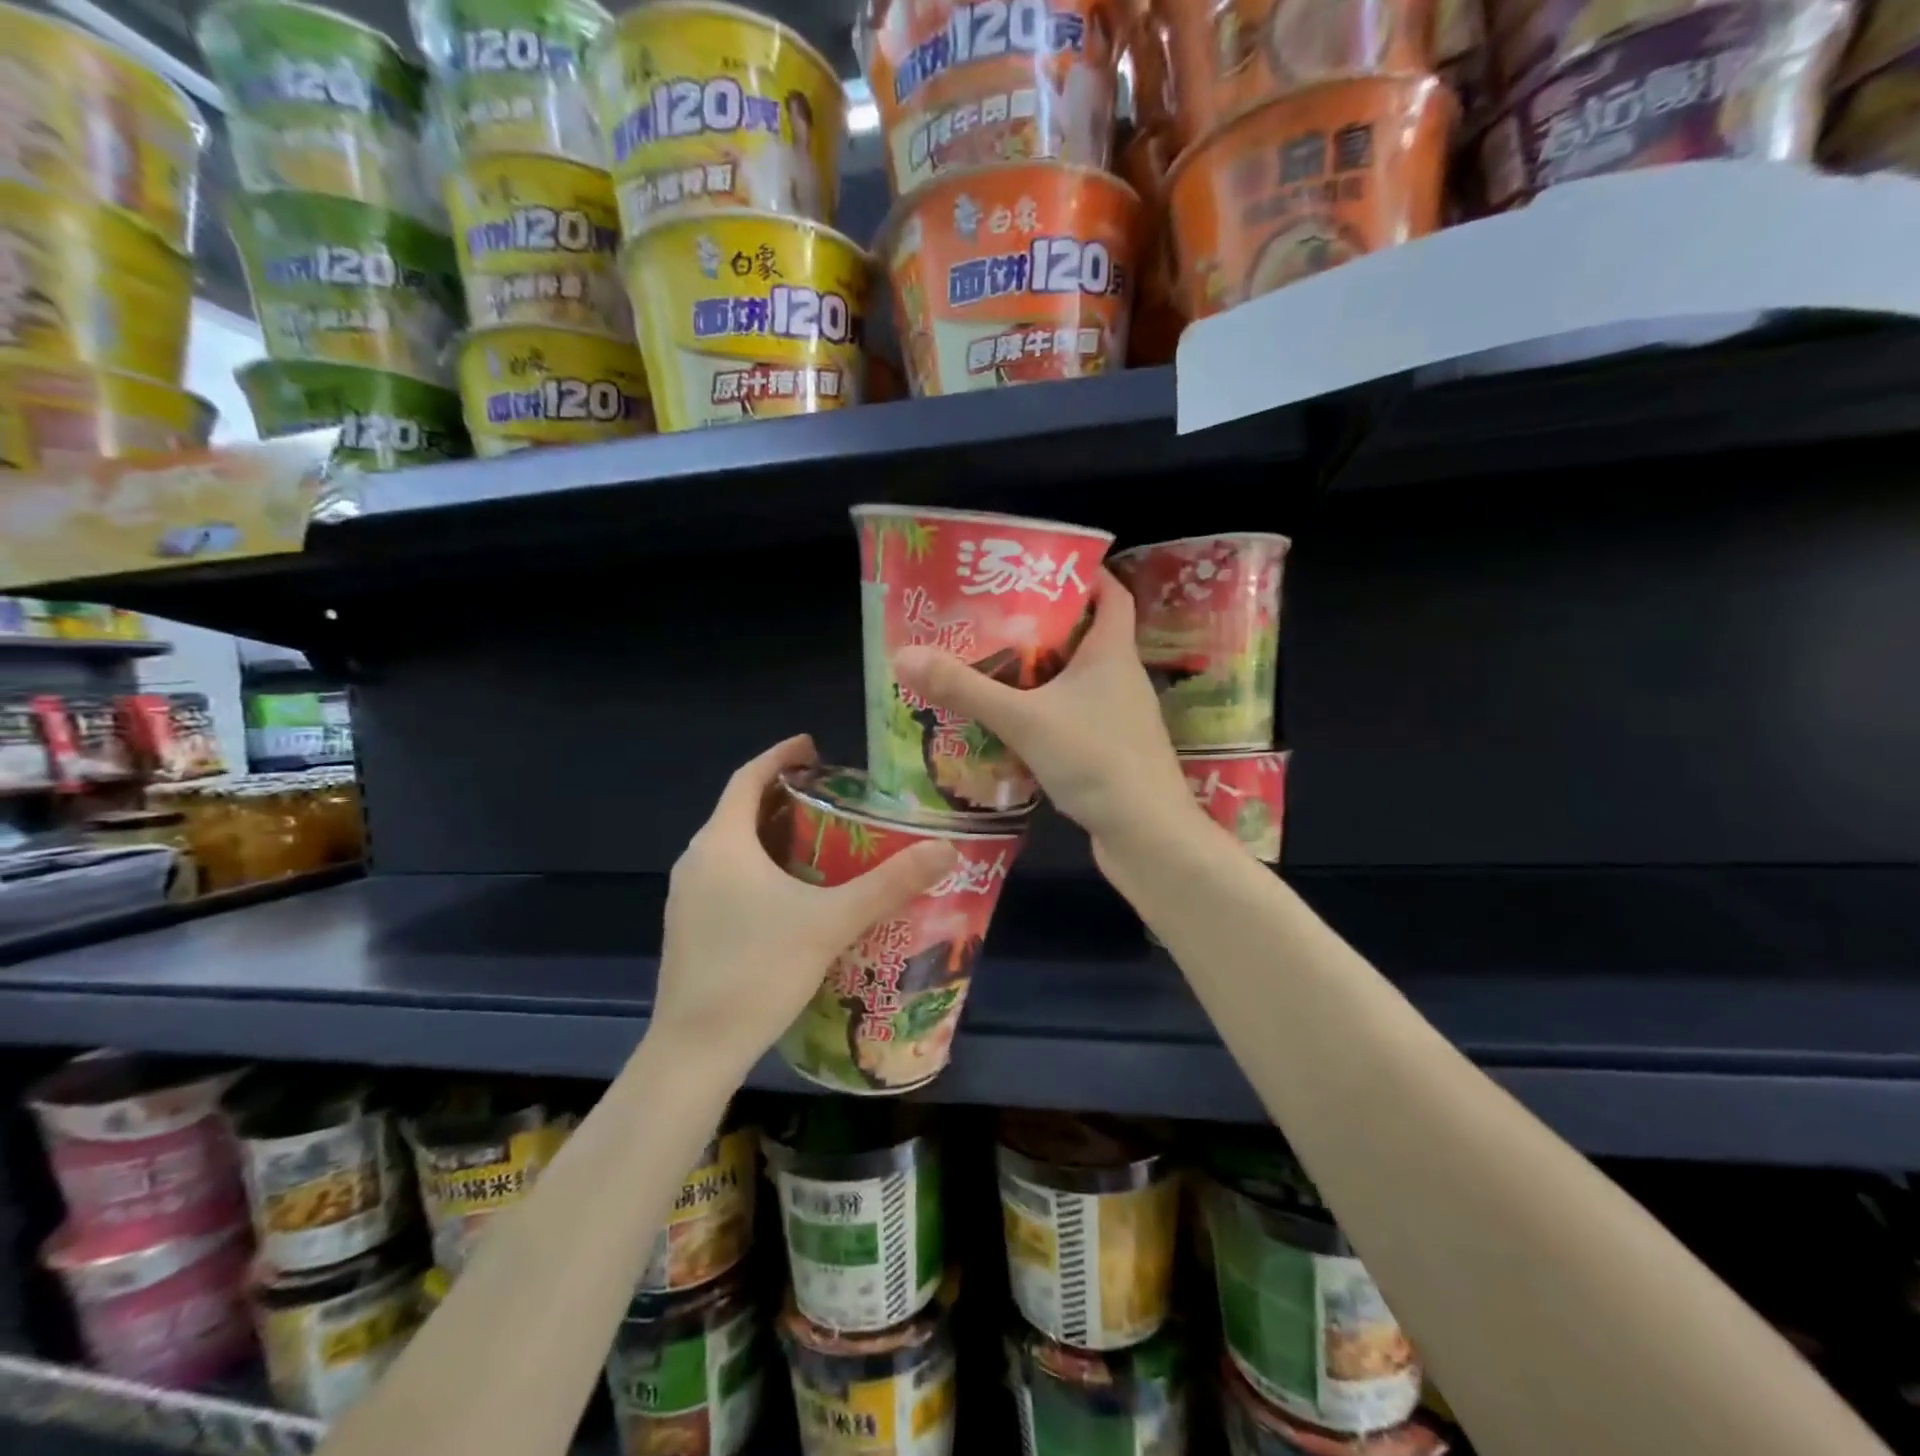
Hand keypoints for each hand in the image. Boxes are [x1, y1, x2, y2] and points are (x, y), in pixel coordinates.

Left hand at [650, 735, 957, 1082]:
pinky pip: (727, 877)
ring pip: (734, 847)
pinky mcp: (690, 927)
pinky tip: (794, 894)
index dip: (780, 755)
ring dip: (773, 834)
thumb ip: (889, 884)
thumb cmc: (758, 971)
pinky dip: (759, 867)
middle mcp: (697, 860)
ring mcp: (687, 897)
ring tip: (822, 839)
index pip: (748, 777)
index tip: (814, 746)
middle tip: (833, 795)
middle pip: (741, 810)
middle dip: (784, 796)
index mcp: (722, 843)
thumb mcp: (831, 922)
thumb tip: (946, 848)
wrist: (695, 1051)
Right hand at [893, 571, 1197, 858]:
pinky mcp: (1110, 750)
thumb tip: (904, 655)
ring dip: (1040, 672)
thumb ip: (966, 689)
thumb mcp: (1023, 719)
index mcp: (1113, 653)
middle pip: (1086, 634)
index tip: (1038, 566)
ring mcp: (1119, 717)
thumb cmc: (1096, 761)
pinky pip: (1074, 716)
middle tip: (993, 617)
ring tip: (991, 665)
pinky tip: (1010, 723)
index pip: (1110, 593)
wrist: (1146, 836)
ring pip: (1077, 679)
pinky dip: (1045, 711)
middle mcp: (1121, 678)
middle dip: (1043, 624)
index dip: (1083, 573)